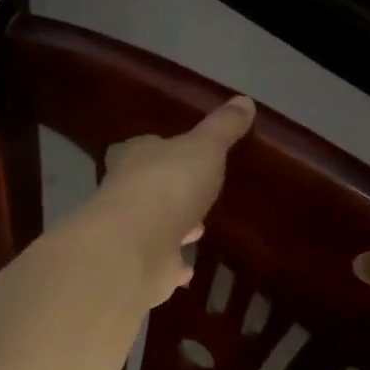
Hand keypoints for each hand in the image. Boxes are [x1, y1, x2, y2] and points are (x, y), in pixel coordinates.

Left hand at [92, 96, 255, 304]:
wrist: (135, 247)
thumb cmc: (169, 184)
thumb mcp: (205, 147)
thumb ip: (223, 127)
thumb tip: (244, 100)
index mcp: (135, 157)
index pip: (139, 147)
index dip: (156, 149)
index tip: (174, 152)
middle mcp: (125, 192)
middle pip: (146, 187)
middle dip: (170, 191)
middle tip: (194, 194)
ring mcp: (130, 233)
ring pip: (154, 226)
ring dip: (173, 227)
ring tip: (199, 229)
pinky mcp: (139, 268)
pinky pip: (160, 263)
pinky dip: (172, 265)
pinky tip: (187, 269)